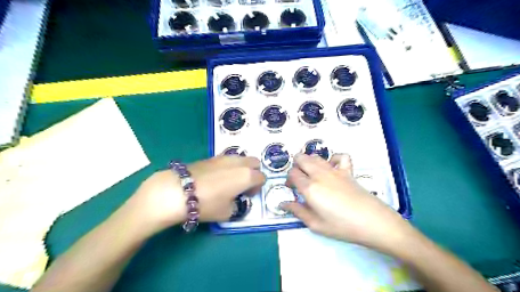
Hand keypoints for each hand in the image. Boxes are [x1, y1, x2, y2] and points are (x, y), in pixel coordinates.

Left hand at [128, 156, 264, 231]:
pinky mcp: (212, 157)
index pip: (261, 178)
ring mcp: (224, 157)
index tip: (248, 195)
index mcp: (247, 176)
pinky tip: (217, 177)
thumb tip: (235, 200)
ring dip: (241, 168)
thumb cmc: (206, 204)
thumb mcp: (226, 213)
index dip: (257, 187)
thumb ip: (237, 206)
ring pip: (241, 158)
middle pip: (254, 162)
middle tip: (243, 185)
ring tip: (230, 180)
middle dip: (253, 172)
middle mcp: (238, 163)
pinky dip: (228, 166)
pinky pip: (227, 159)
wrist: (177, 191)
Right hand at [281, 154, 415, 251]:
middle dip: (296, 166)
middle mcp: (319, 174)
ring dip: (309, 161)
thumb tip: (282, 204)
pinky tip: (332, 168)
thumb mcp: (315, 224)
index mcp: (309, 187)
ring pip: (316, 156)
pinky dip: (333, 159)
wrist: (372, 222)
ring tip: (311, 174)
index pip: (292, 173)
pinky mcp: (348, 170)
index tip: (292, 189)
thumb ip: (297, 211)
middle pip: (301, 158)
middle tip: (299, 179)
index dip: (289, 180)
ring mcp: (334, 170)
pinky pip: (340, 156)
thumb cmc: (341, 226)